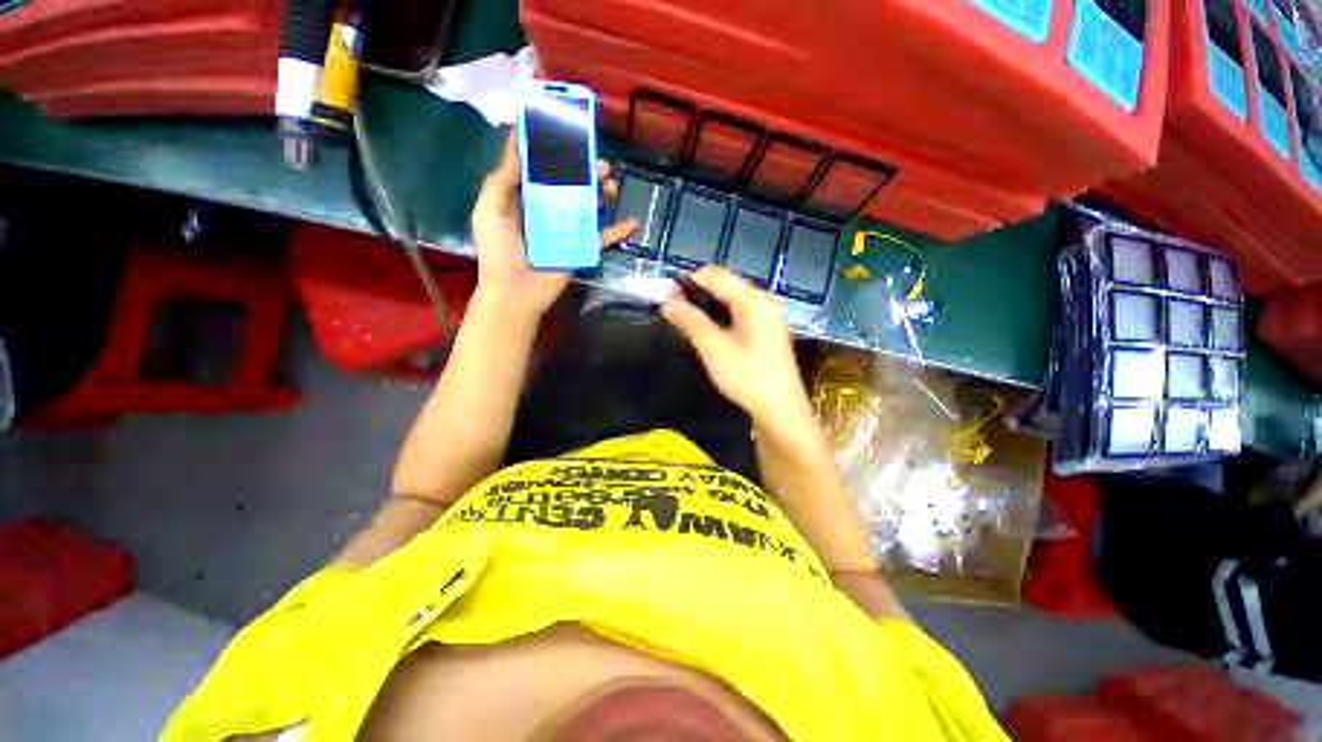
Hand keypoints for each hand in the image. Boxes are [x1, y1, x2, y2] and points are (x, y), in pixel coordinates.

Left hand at [470, 133, 636, 320]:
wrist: (516, 292)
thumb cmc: (499, 251)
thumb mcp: (489, 210)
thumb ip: (501, 181)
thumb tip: (518, 149)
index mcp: (524, 200)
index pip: (539, 170)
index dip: (549, 152)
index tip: (562, 131)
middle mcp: (547, 211)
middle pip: (569, 186)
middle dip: (584, 171)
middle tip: (598, 161)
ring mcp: (566, 231)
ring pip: (588, 207)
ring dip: (602, 194)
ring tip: (612, 183)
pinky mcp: (580, 249)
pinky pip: (602, 238)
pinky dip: (618, 232)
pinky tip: (632, 222)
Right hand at [661, 266, 813, 427]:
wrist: (780, 410)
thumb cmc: (748, 379)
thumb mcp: (715, 350)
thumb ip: (691, 323)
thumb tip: (667, 303)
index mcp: (754, 301)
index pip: (716, 276)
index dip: (689, 282)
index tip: (668, 299)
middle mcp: (763, 301)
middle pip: (724, 284)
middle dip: (697, 293)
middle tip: (675, 312)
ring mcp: (766, 315)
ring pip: (730, 298)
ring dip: (707, 304)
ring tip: (686, 321)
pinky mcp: (765, 329)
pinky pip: (738, 311)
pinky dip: (719, 315)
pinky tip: (707, 330)